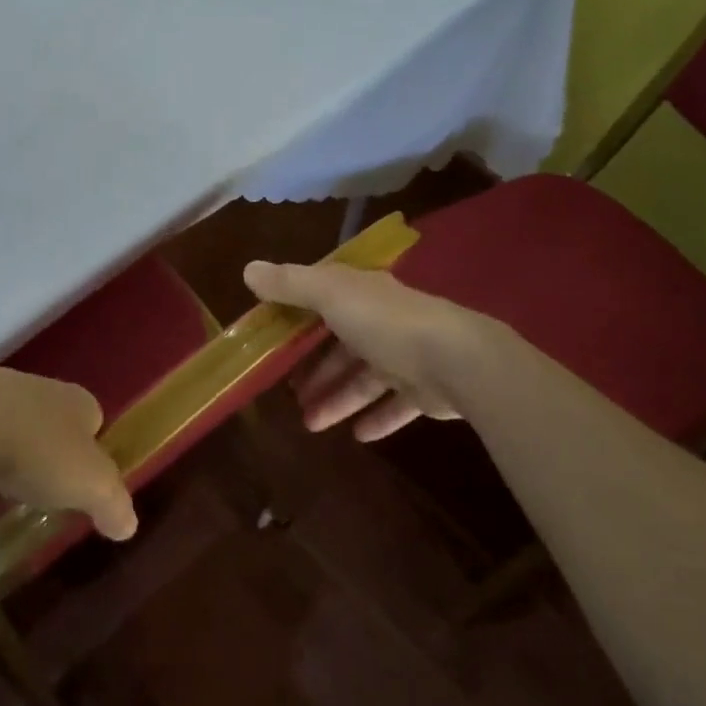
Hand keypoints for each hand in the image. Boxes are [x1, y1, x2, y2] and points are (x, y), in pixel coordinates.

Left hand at [0, 366, 137, 539]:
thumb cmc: (37, 451)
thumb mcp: (89, 486)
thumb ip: (113, 504)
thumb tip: (129, 526)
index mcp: (76, 402)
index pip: (93, 421)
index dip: (89, 453)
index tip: (78, 485)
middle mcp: (39, 387)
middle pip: (49, 424)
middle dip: (43, 456)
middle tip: (35, 493)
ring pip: (7, 426)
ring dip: (4, 457)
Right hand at [243, 260, 488, 440]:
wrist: (456, 360)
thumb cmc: (385, 322)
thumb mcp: (330, 295)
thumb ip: (291, 284)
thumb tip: (249, 269)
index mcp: (362, 294)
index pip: (325, 301)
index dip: (298, 319)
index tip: (273, 341)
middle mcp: (384, 321)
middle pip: (343, 346)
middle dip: (316, 369)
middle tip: (289, 393)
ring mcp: (407, 356)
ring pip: (364, 379)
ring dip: (337, 399)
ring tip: (311, 424)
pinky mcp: (425, 390)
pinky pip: (394, 406)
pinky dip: (375, 418)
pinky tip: (357, 436)